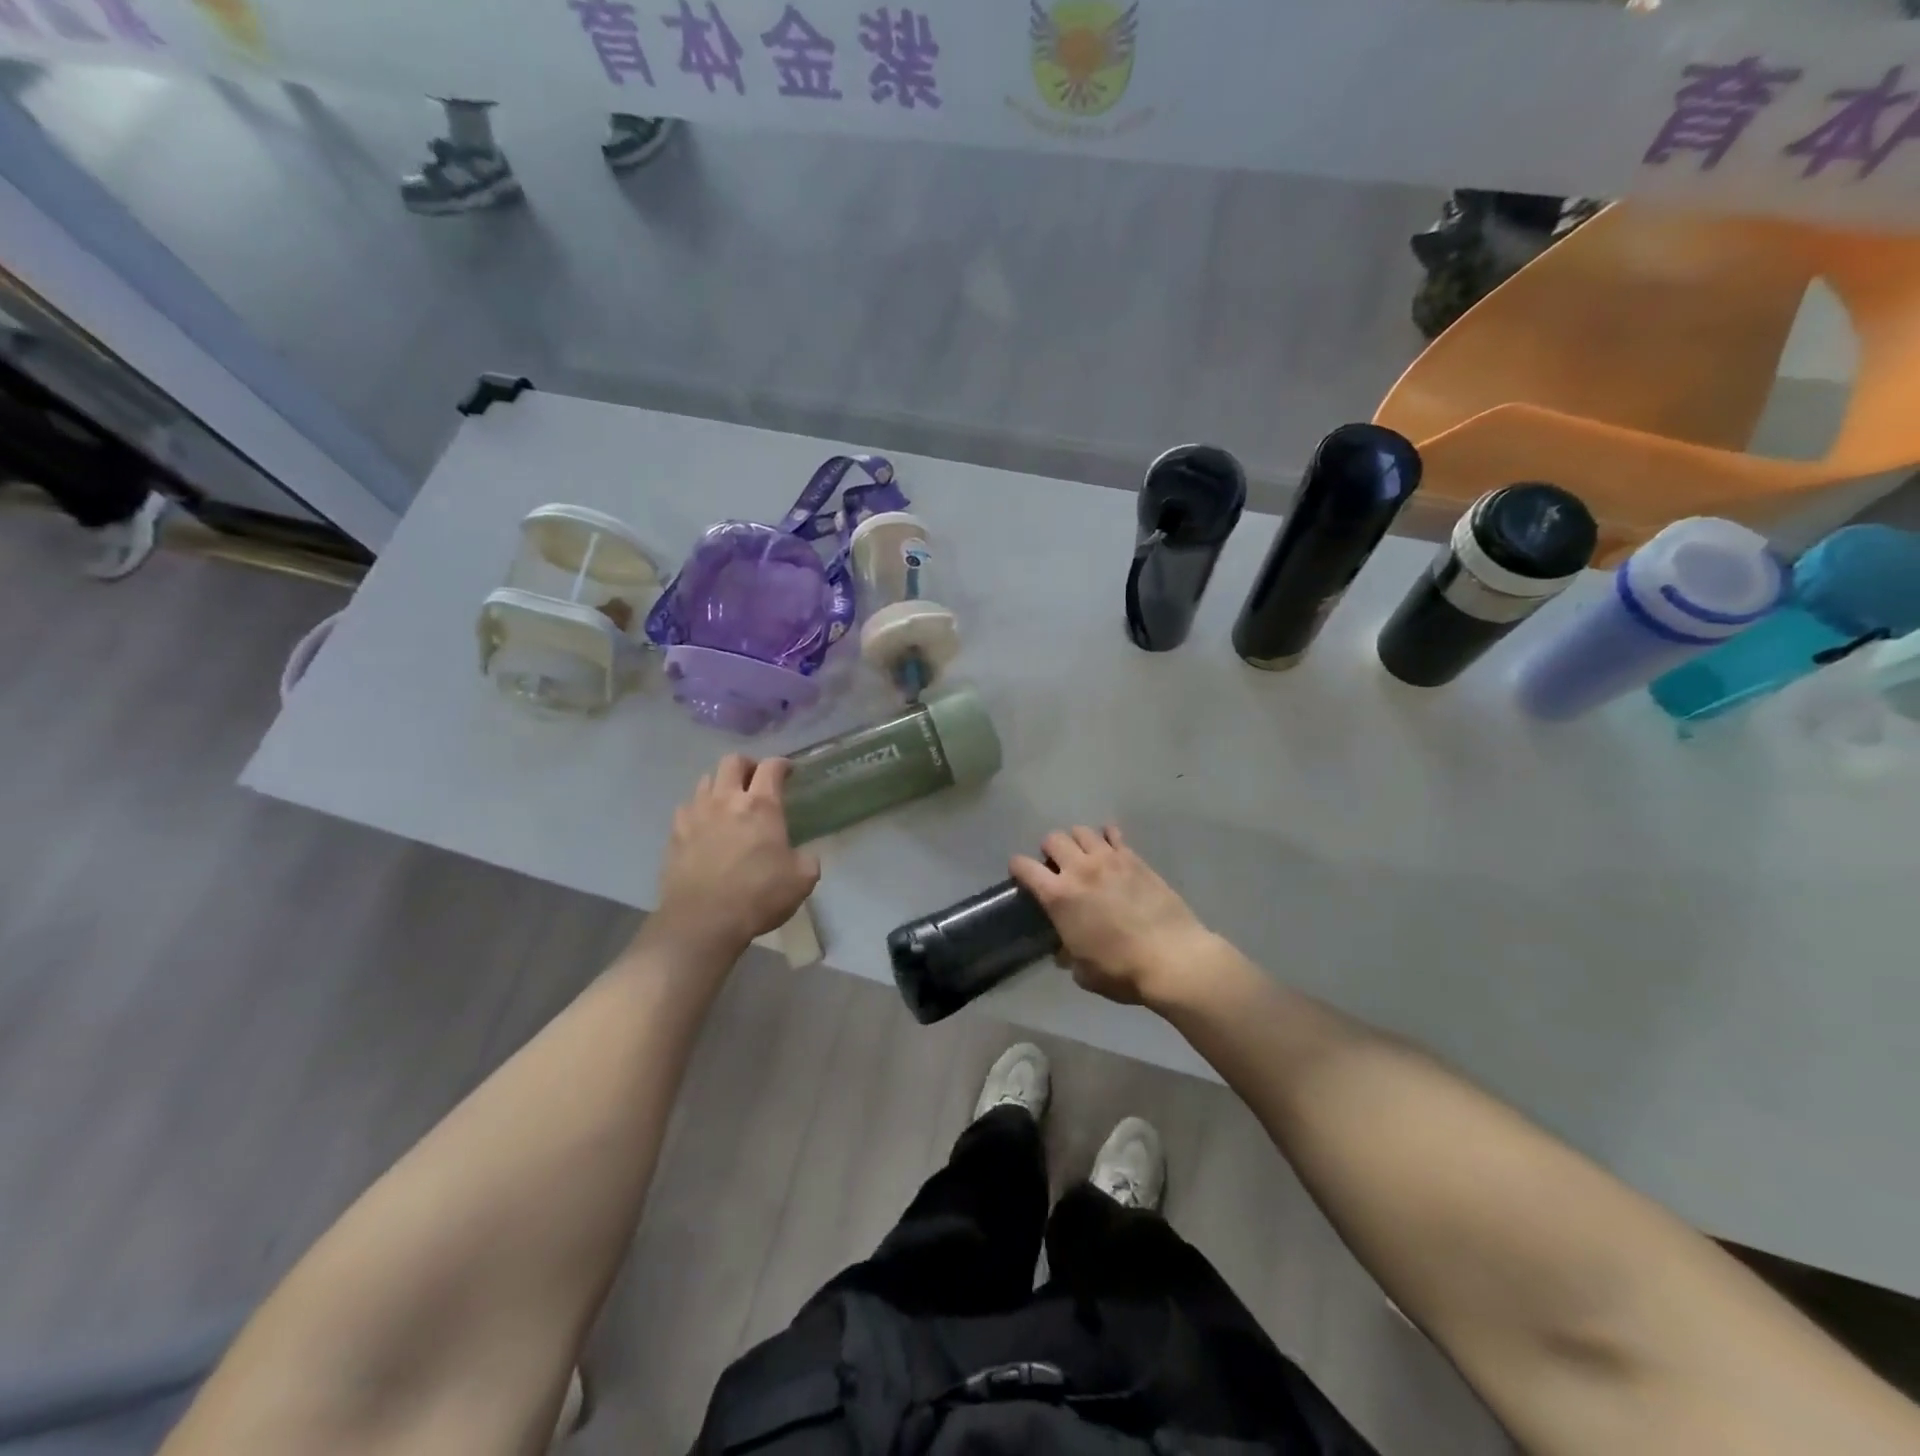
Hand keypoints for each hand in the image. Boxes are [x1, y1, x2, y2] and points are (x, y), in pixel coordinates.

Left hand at [654, 756, 820, 958]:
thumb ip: (806, 859)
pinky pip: (687, 807)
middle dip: (747, 765)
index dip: (782, 764)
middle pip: (733, 761)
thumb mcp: (802, 879)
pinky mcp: (675, 834)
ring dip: (721, 784)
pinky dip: (698, 809)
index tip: (789, 771)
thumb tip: (801, 856)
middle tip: (756, 780)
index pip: (771, 767)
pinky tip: (704, 825)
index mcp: (761, 805)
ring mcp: (696, 814)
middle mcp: (726, 800)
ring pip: (706, 780)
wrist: (702, 921)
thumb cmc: (758, 895)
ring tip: (729, 801)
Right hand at [1010, 826, 1215, 1006]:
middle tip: (1057, 868)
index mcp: (1058, 896)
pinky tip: (1110, 849)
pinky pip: (1114, 834)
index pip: (1024, 866)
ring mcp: (1109, 859)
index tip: (1021, 875)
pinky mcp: (1134, 858)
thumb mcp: (1083, 972)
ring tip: (1084, 857)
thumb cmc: (1122, 970)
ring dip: (1077, 842)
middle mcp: (1079, 869)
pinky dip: (1107, 837)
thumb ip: (1067, 954)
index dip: (1018, 868)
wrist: (1172, 958)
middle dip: (1049, 851)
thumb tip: (1065, 949)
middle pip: (1053, 839)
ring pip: (1081, 831)